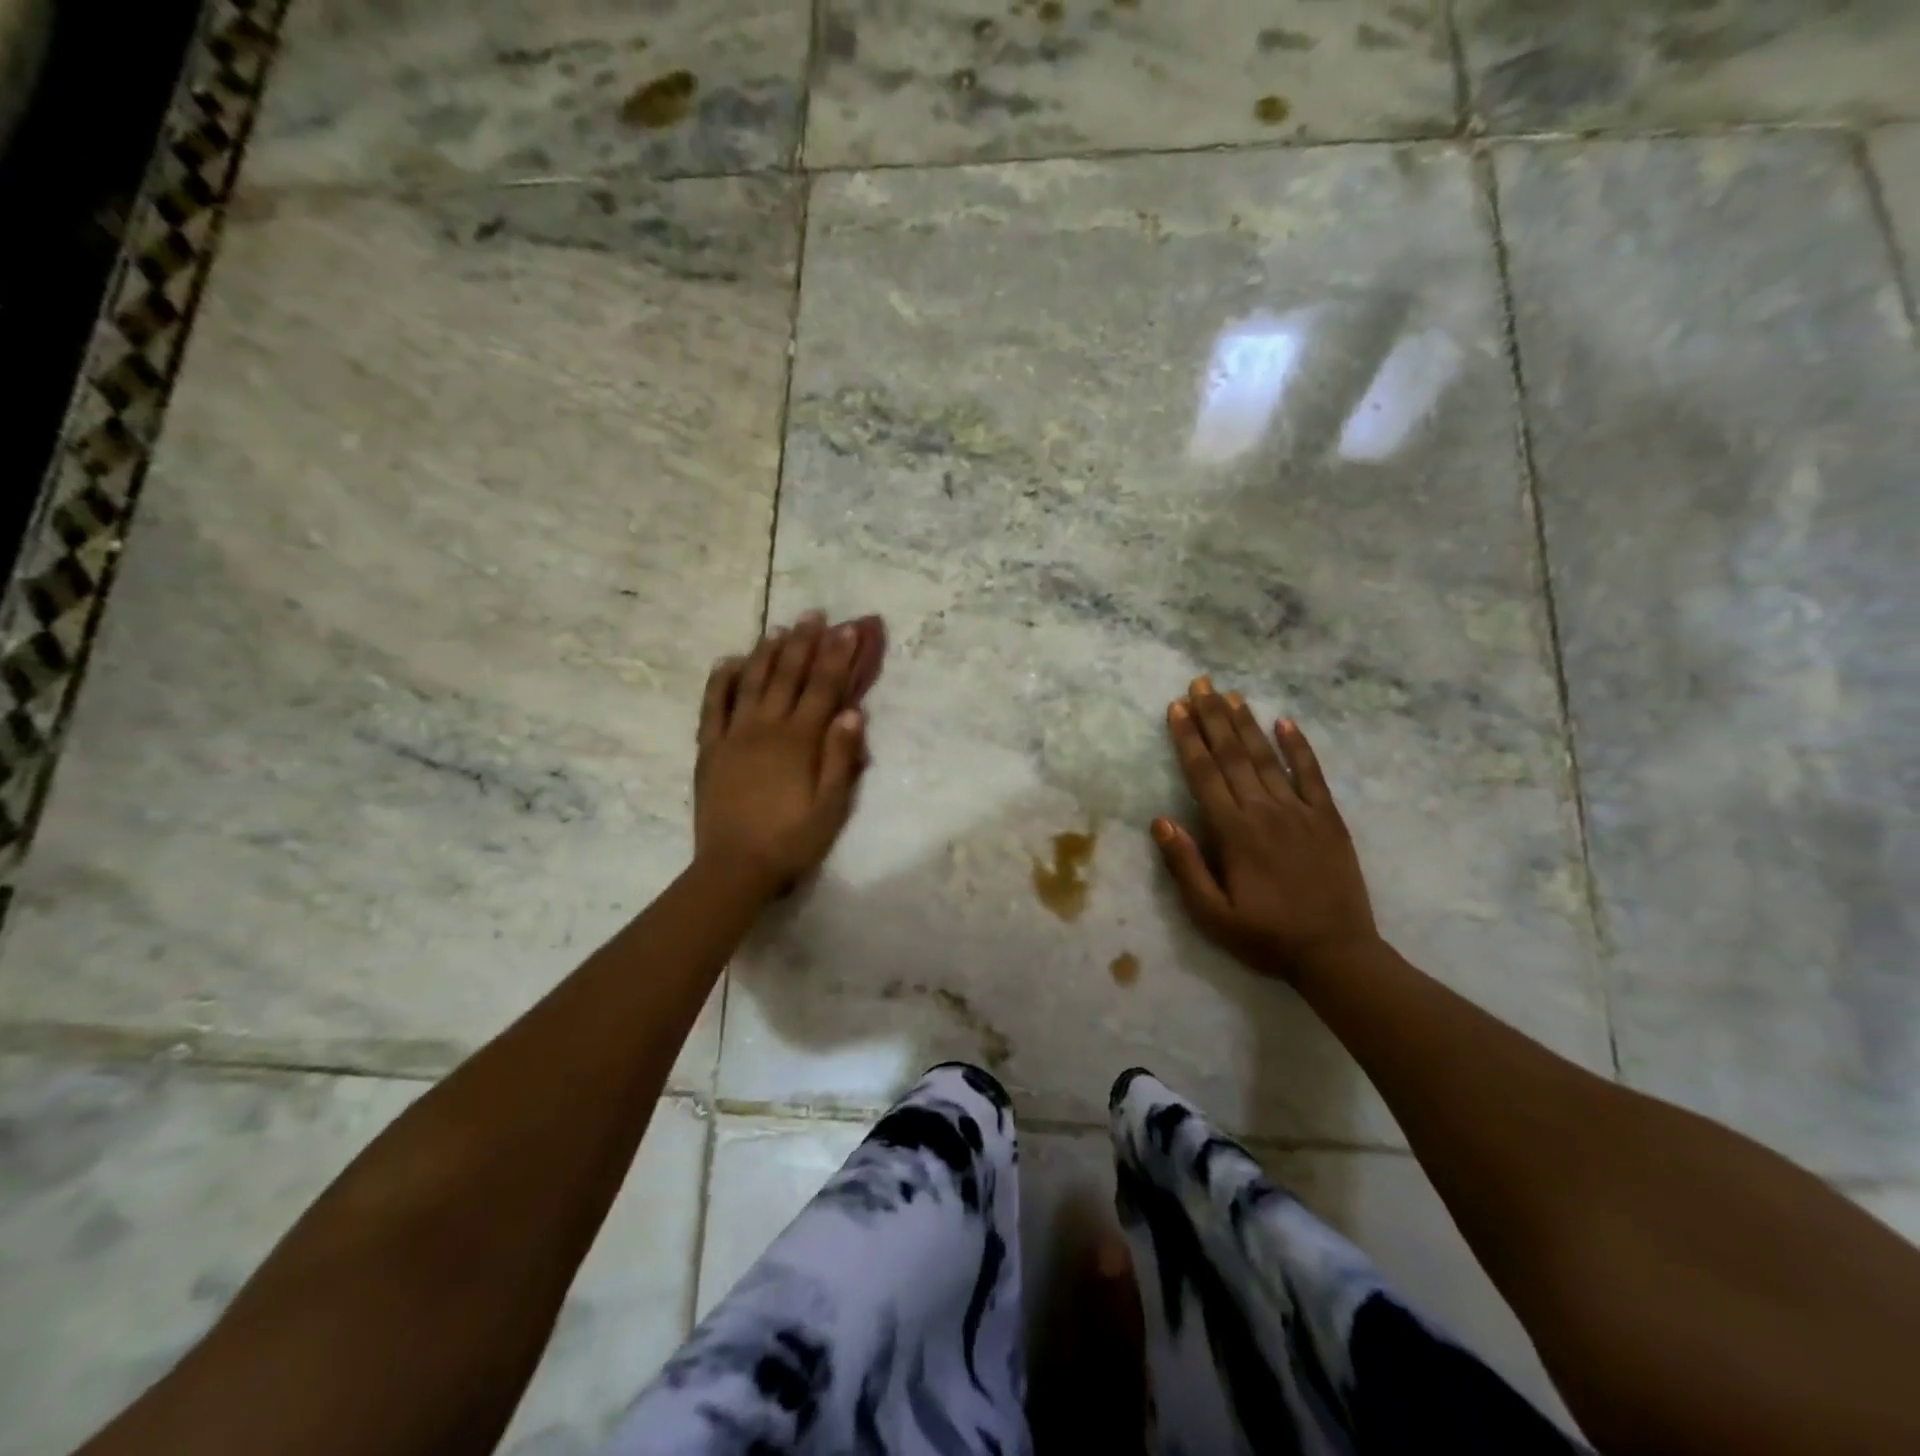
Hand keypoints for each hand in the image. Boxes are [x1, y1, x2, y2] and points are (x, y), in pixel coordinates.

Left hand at [694, 612, 874, 896]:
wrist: (735, 867)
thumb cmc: (792, 840)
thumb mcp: (831, 807)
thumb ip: (842, 758)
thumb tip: (853, 712)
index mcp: (800, 741)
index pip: (823, 688)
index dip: (837, 657)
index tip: (848, 629)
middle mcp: (766, 727)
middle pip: (788, 676)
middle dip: (804, 643)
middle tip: (814, 614)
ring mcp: (734, 735)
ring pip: (751, 682)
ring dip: (766, 652)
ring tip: (779, 629)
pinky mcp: (710, 749)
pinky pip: (713, 706)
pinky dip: (720, 680)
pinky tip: (728, 661)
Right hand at [1152, 677, 1378, 978]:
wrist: (1336, 954)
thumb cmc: (1266, 936)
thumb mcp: (1212, 914)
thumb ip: (1185, 866)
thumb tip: (1160, 821)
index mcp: (1234, 832)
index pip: (1204, 774)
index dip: (1188, 738)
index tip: (1176, 708)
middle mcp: (1265, 811)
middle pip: (1234, 755)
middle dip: (1213, 717)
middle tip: (1200, 684)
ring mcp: (1300, 811)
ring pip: (1268, 757)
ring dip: (1247, 724)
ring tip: (1231, 695)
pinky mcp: (1329, 819)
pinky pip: (1312, 775)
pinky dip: (1299, 747)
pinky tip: (1286, 722)